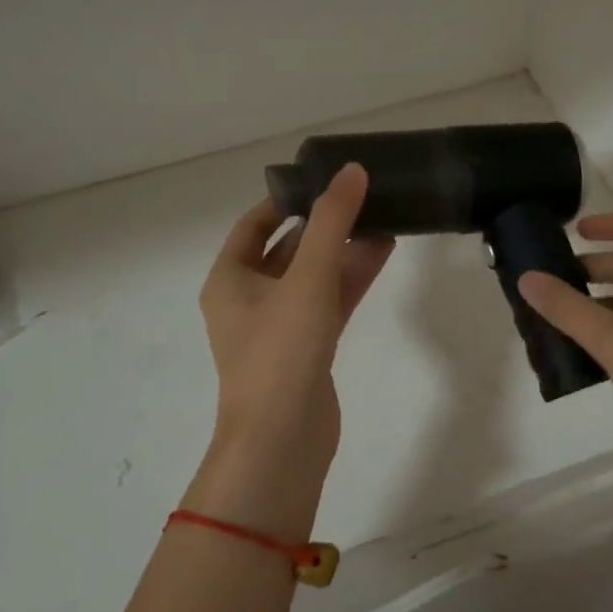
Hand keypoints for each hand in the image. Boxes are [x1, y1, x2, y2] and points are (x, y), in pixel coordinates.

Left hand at [196, 165, 394, 490]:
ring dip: (344, 249)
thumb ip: (331, 222)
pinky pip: (330, 301)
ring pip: (314, 275)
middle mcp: (250, 299)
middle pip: (287, 248)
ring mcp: (280, 326)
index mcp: (229, 279)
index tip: (324, 178)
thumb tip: (352, 170)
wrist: (282, 441)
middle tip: (362, 194)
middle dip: (323, 223)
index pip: (255, 224)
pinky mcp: (308, 349)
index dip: (287, 199)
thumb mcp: (306, 278)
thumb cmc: (281, 352)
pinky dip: (352, 278)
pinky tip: (382, 254)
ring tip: (382, 217)